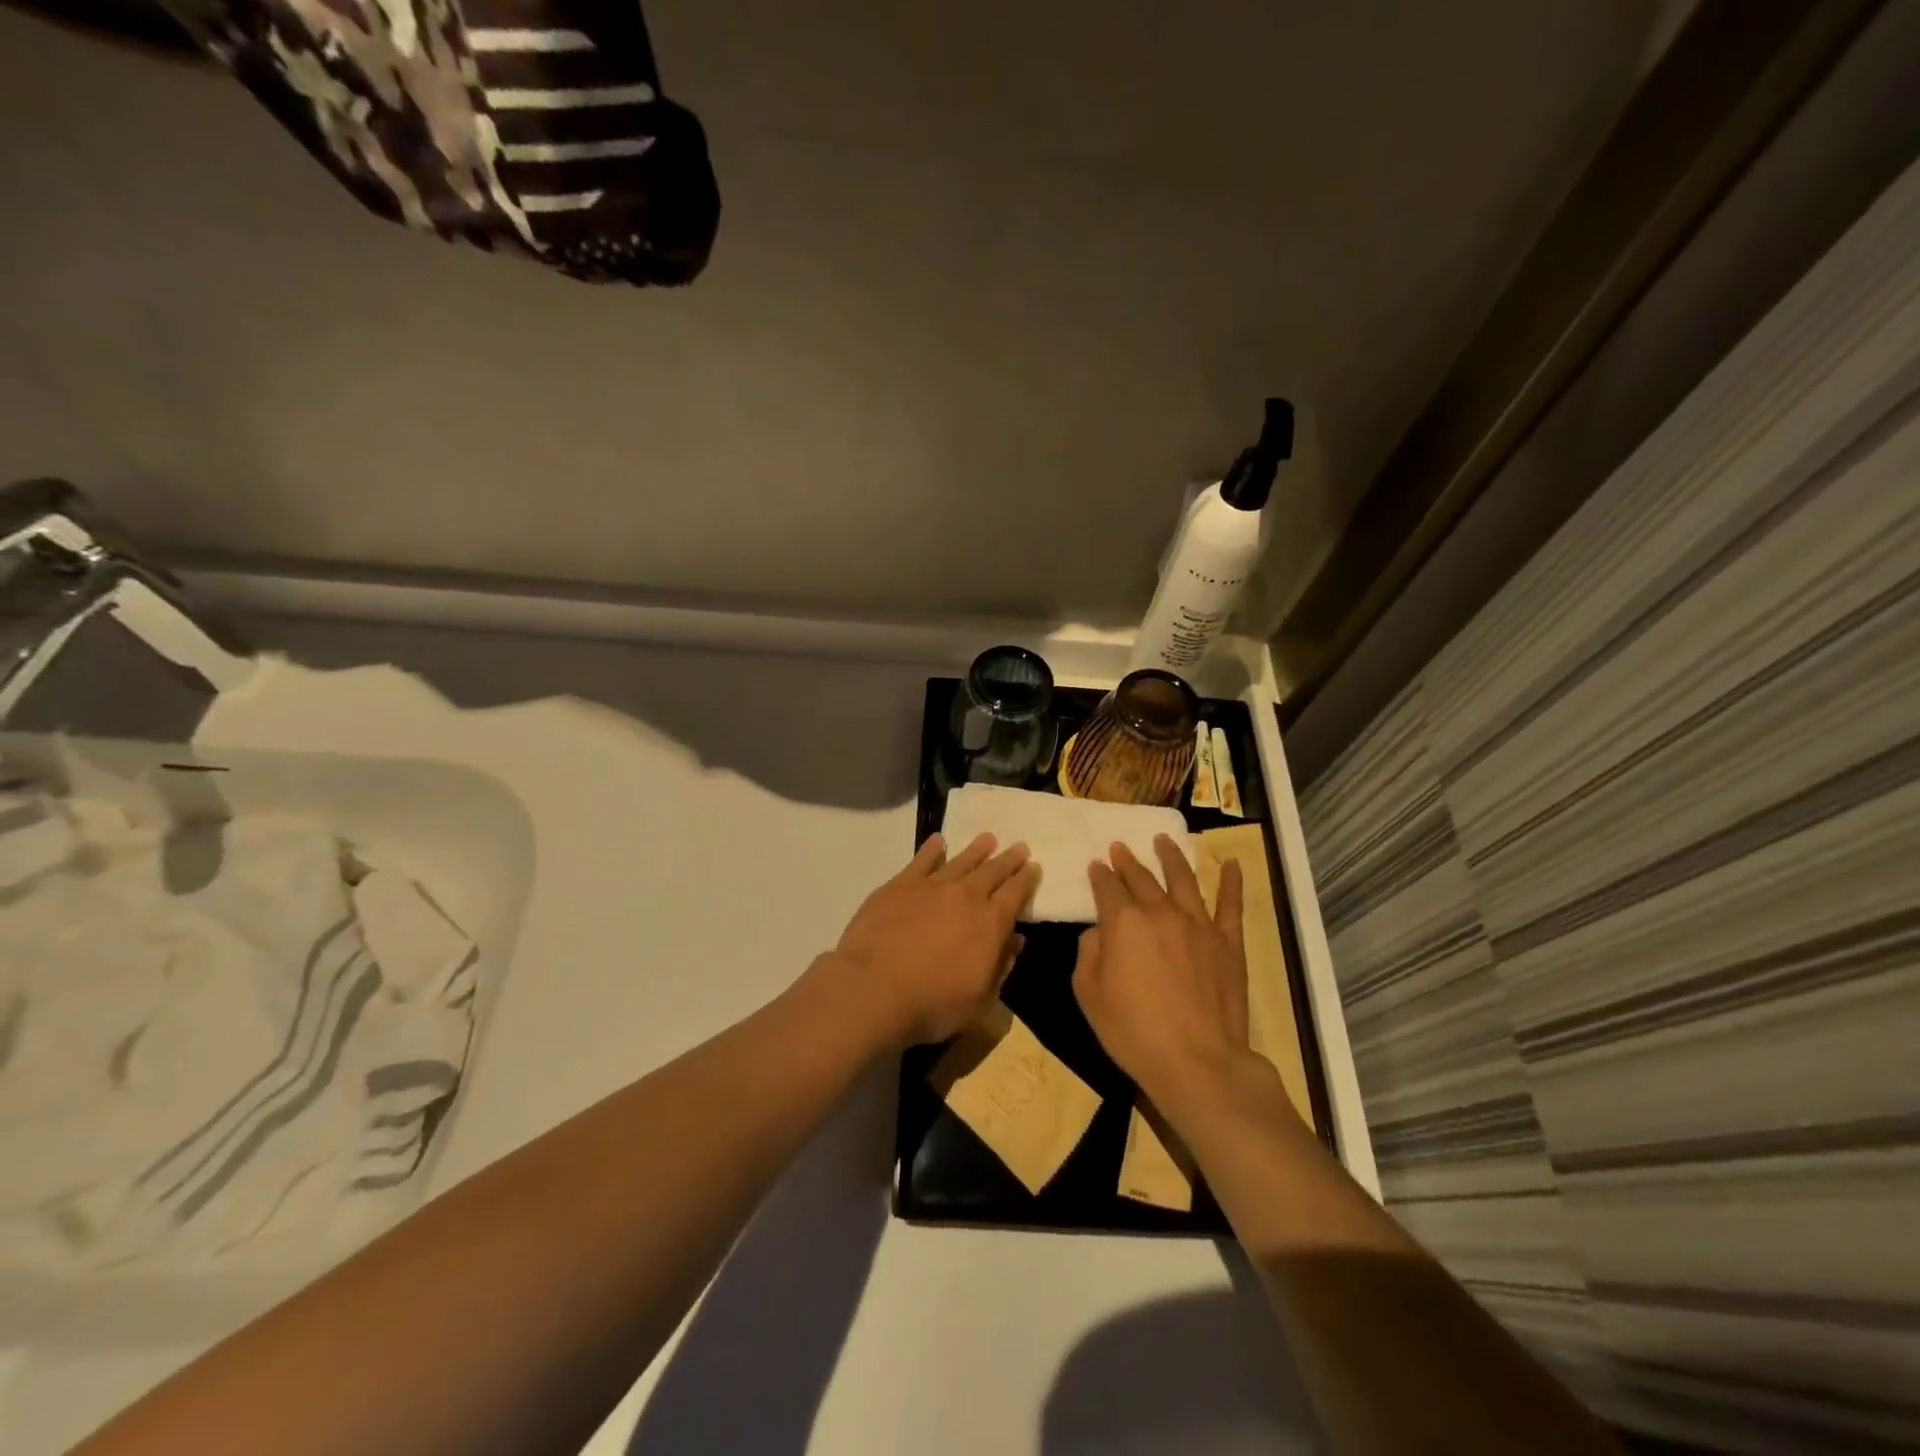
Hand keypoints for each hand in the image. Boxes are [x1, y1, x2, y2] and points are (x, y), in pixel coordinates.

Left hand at [825, 832, 1040, 1046]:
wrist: (873, 989)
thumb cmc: (932, 1004)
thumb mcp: (980, 1001)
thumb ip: (1000, 967)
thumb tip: (1015, 941)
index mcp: (990, 923)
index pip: (1016, 894)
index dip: (1027, 880)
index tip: (1034, 867)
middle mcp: (966, 896)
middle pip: (993, 871)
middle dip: (1008, 859)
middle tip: (1019, 846)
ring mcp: (931, 887)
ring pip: (961, 860)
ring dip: (977, 849)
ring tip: (987, 838)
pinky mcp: (899, 885)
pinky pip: (921, 860)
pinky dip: (932, 849)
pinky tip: (938, 841)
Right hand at [1072, 836, 1257, 1117]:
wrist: (1196, 1061)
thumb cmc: (1132, 1030)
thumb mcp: (1088, 994)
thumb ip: (1088, 953)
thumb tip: (1099, 933)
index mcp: (1123, 922)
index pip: (1107, 887)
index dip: (1099, 875)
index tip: (1096, 866)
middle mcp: (1160, 912)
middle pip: (1141, 878)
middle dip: (1127, 861)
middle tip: (1119, 847)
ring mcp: (1198, 924)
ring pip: (1183, 879)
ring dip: (1171, 857)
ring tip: (1163, 840)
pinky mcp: (1227, 943)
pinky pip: (1231, 905)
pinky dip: (1232, 882)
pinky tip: (1232, 863)